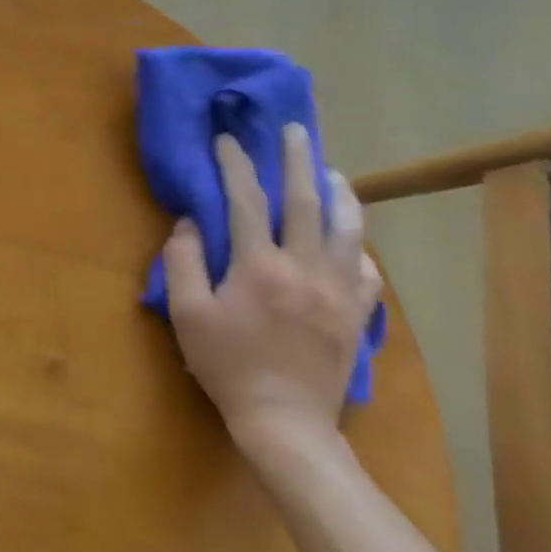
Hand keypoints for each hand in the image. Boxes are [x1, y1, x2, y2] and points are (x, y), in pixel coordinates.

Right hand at [163, 125, 380, 457]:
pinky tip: (350, 237)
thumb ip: (184, 261)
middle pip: (305, 201)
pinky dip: (357, 244)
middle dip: (298, 159)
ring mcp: (338, 291)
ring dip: (340, 192)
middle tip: (295, 129)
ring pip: (348, 228)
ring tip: (332, 170)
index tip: (226, 139)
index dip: (234, 164)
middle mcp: (305, 268)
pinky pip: (366, 268)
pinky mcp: (356, 314)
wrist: (285, 422)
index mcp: (260, 266)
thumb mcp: (187, 313)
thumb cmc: (227, 365)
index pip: (246, 200)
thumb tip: (190, 221)